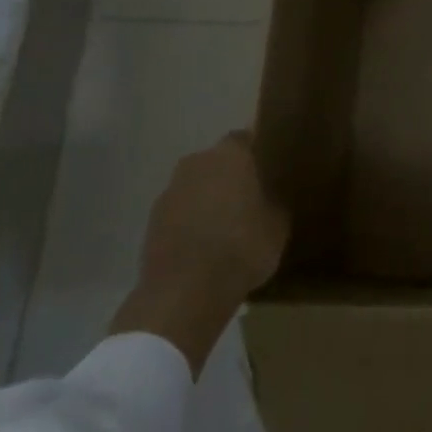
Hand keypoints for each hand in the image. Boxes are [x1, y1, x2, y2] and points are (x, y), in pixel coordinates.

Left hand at [111, 131, 289, 375]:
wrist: (184, 293)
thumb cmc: (241, 248)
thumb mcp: (278, 225)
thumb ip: (275, 200)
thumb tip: (272, 195)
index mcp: (230, 154)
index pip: (246, 138)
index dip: (258, 152)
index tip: (270, 168)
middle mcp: (197, 162)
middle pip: (218, 161)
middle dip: (233, 175)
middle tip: (252, 197)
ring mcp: (170, 190)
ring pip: (197, 185)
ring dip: (209, 198)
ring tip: (228, 224)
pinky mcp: (152, 220)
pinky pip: (181, 211)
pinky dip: (191, 220)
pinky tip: (205, 244)